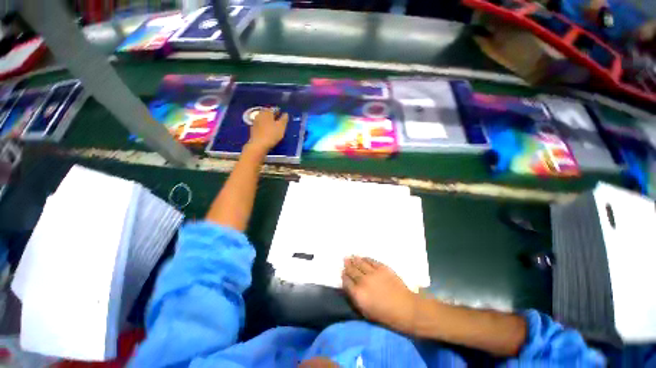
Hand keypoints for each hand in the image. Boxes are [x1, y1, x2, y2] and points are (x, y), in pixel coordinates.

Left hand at [247, 108, 288, 151]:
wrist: (259, 144)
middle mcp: (260, 114)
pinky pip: (260, 125)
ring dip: (268, 121)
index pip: (273, 109)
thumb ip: (284, 119)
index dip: (278, 111)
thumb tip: (286, 114)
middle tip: (278, 120)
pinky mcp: (253, 129)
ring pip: (263, 119)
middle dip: (273, 116)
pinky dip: (264, 126)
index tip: (282, 115)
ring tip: (273, 126)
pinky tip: (267, 130)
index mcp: (267, 112)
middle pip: (267, 113)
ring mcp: (255, 122)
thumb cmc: (272, 134)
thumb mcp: (281, 126)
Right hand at [342, 256, 417, 334]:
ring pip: (360, 263)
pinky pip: (371, 261)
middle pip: (352, 270)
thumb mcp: (366, 312)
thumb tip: (351, 287)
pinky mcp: (382, 268)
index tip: (343, 272)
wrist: (406, 309)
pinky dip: (365, 258)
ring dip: (355, 259)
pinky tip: (363, 257)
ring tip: (351, 256)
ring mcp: (373, 273)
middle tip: (345, 260)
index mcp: (358, 294)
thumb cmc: (385, 315)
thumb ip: (356, 298)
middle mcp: (363, 281)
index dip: (344, 276)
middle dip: (347, 265)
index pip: (346, 281)